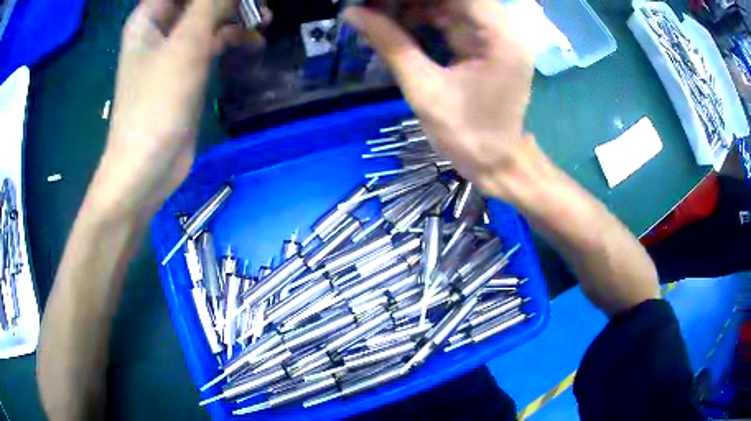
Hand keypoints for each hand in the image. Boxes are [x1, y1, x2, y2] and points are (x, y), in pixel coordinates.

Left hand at [91, 0, 262, 217]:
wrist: (148, 167)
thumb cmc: (157, 103)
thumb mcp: (186, 44)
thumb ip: (211, 5)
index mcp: (150, 17)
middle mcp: (161, 28)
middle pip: (199, 0)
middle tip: (260, 4)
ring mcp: (174, 49)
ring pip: (209, 17)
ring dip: (237, 14)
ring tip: (265, 20)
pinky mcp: (187, 69)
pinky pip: (213, 42)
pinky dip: (234, 38)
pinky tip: (254, 42)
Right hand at [345, 0, 537, 201]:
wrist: (496, 164)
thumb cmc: (467, 135)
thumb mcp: (425, 89)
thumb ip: (391, 45)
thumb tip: (353, 13)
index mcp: (499, 37)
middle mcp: (503, 29)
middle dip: (410, 0)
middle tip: (373, 4)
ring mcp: (496, 38)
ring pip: (451, 6)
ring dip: (413, 5)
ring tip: (377, 11)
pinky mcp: (486, 47)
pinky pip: (452, 20)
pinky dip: (424, 18)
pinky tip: (396, 22)